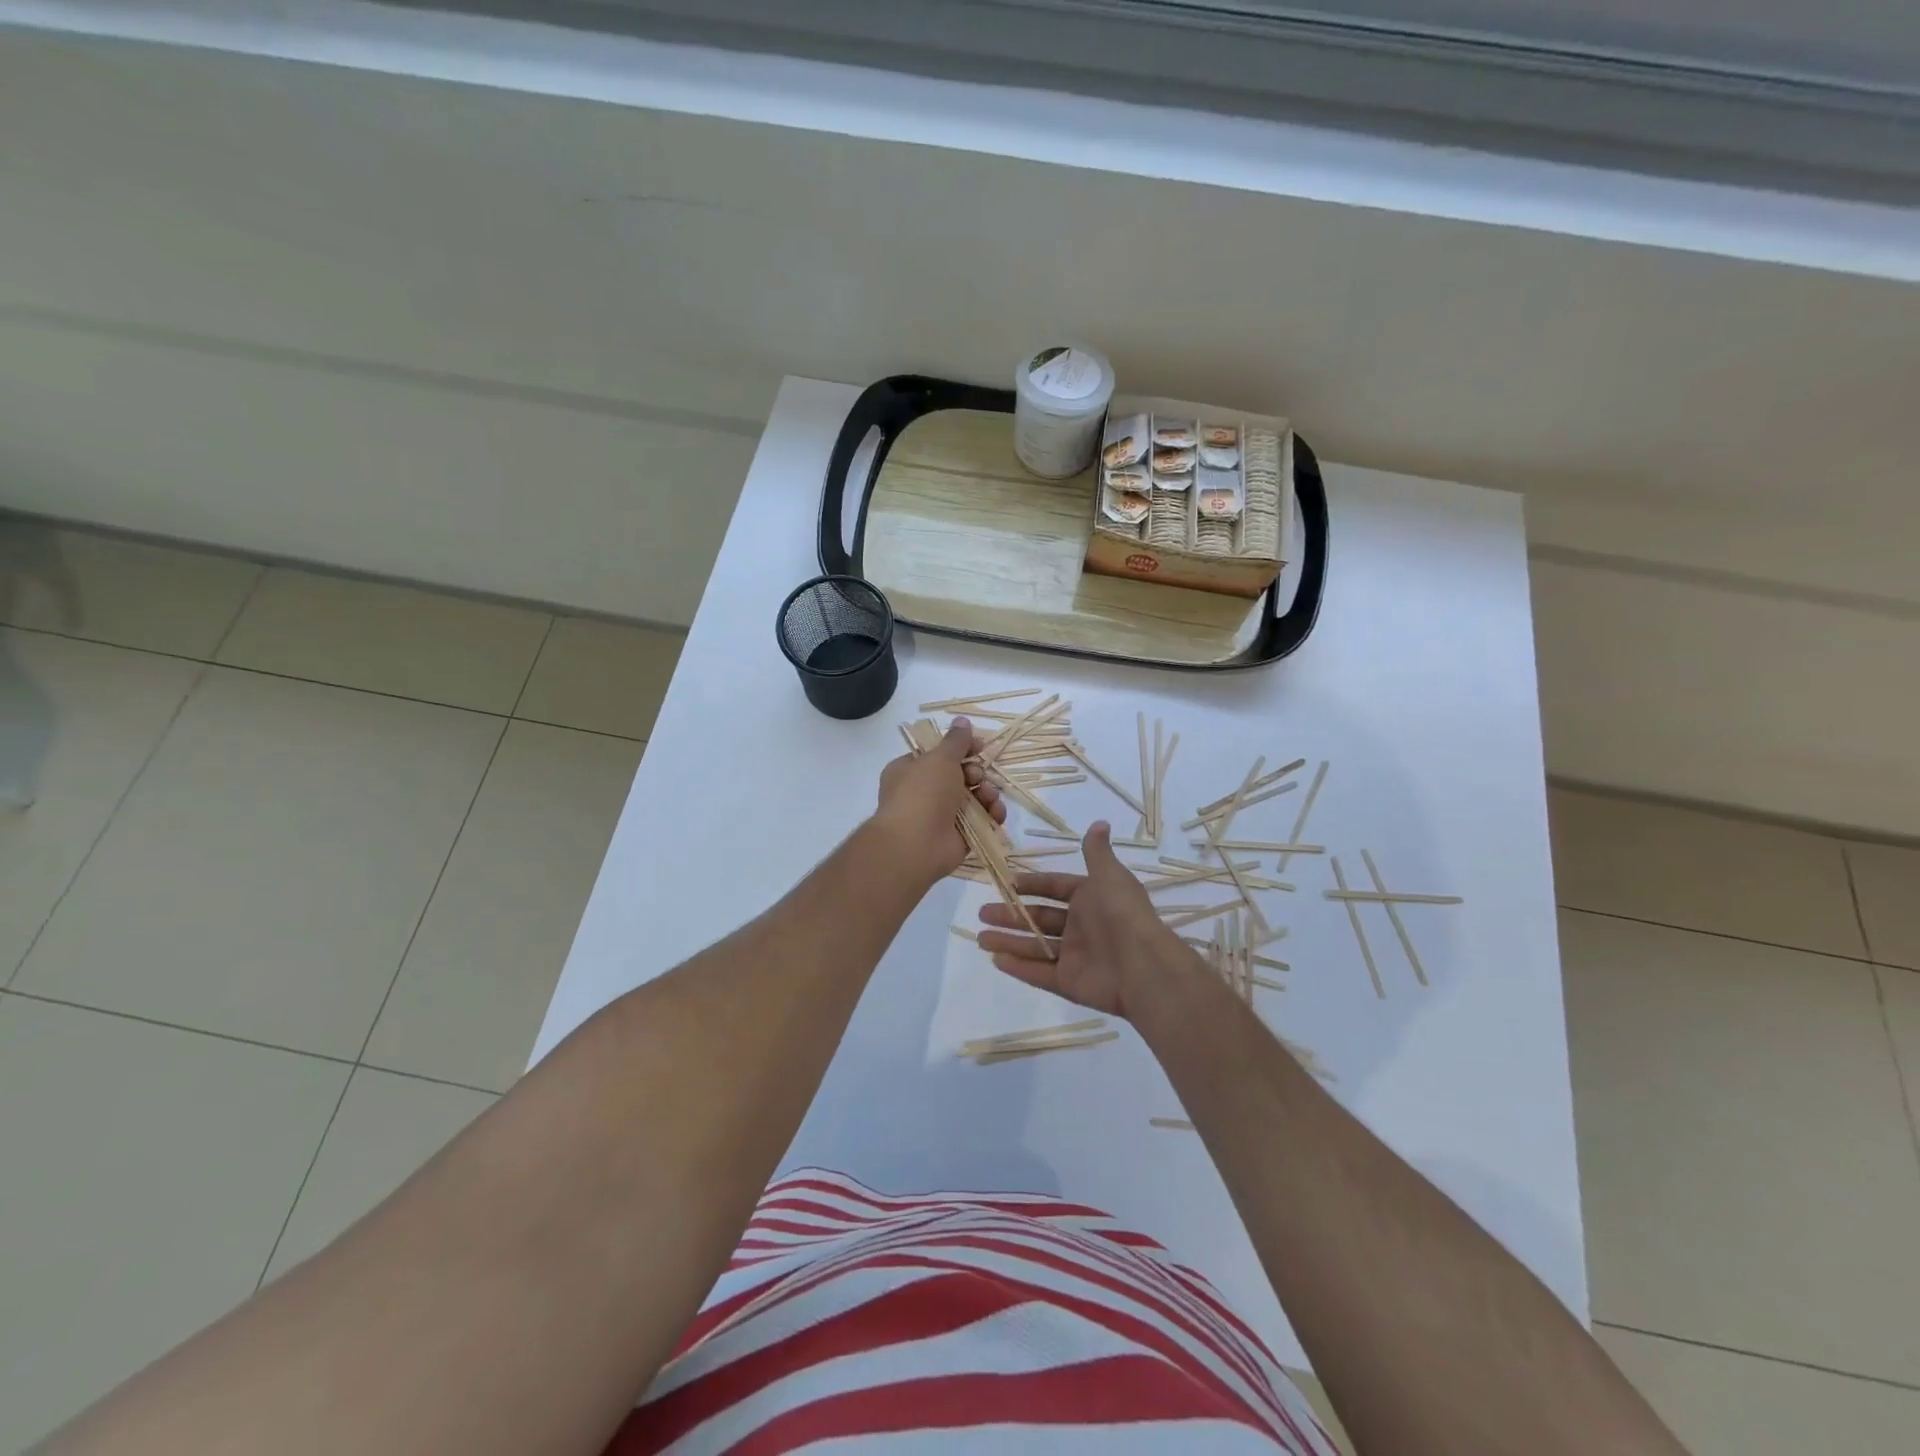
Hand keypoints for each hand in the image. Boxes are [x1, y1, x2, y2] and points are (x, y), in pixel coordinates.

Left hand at [872, 718, 1004, 885]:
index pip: (939, 754)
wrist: (915, 845)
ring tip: (989, 797)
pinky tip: (996, 814)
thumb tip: (962, 720)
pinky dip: (991, 816)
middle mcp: (924, 792)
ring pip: (973, 798)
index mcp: (911, 770)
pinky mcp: (957, 837)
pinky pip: (979, 821)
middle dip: (976, 773)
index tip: (980, 746)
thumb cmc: (923, 793)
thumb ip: (956, 741)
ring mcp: (940, 816)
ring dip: (987, 794)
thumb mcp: (940, 758)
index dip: (961, 748)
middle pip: (960, 776)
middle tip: (978, 775)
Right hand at [975, 822, 1198, 1020]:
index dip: (1032, 885)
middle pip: (1040, 918)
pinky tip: (996, 960)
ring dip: (1008, 941)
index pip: (1056, 888)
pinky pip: (1040, 973)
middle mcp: (1082, 926)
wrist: (1143, 965)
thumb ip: (1097, 851)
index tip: (1008, 883)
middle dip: (1011, 915)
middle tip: (982, 913)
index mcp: (1091, 898)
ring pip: (1035, 946)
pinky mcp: (1070, 983)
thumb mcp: (1108, 874)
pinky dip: (1019, 967)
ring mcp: (1075, 956)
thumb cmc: (1121, 912)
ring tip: (980, 938)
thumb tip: (1100, 822)